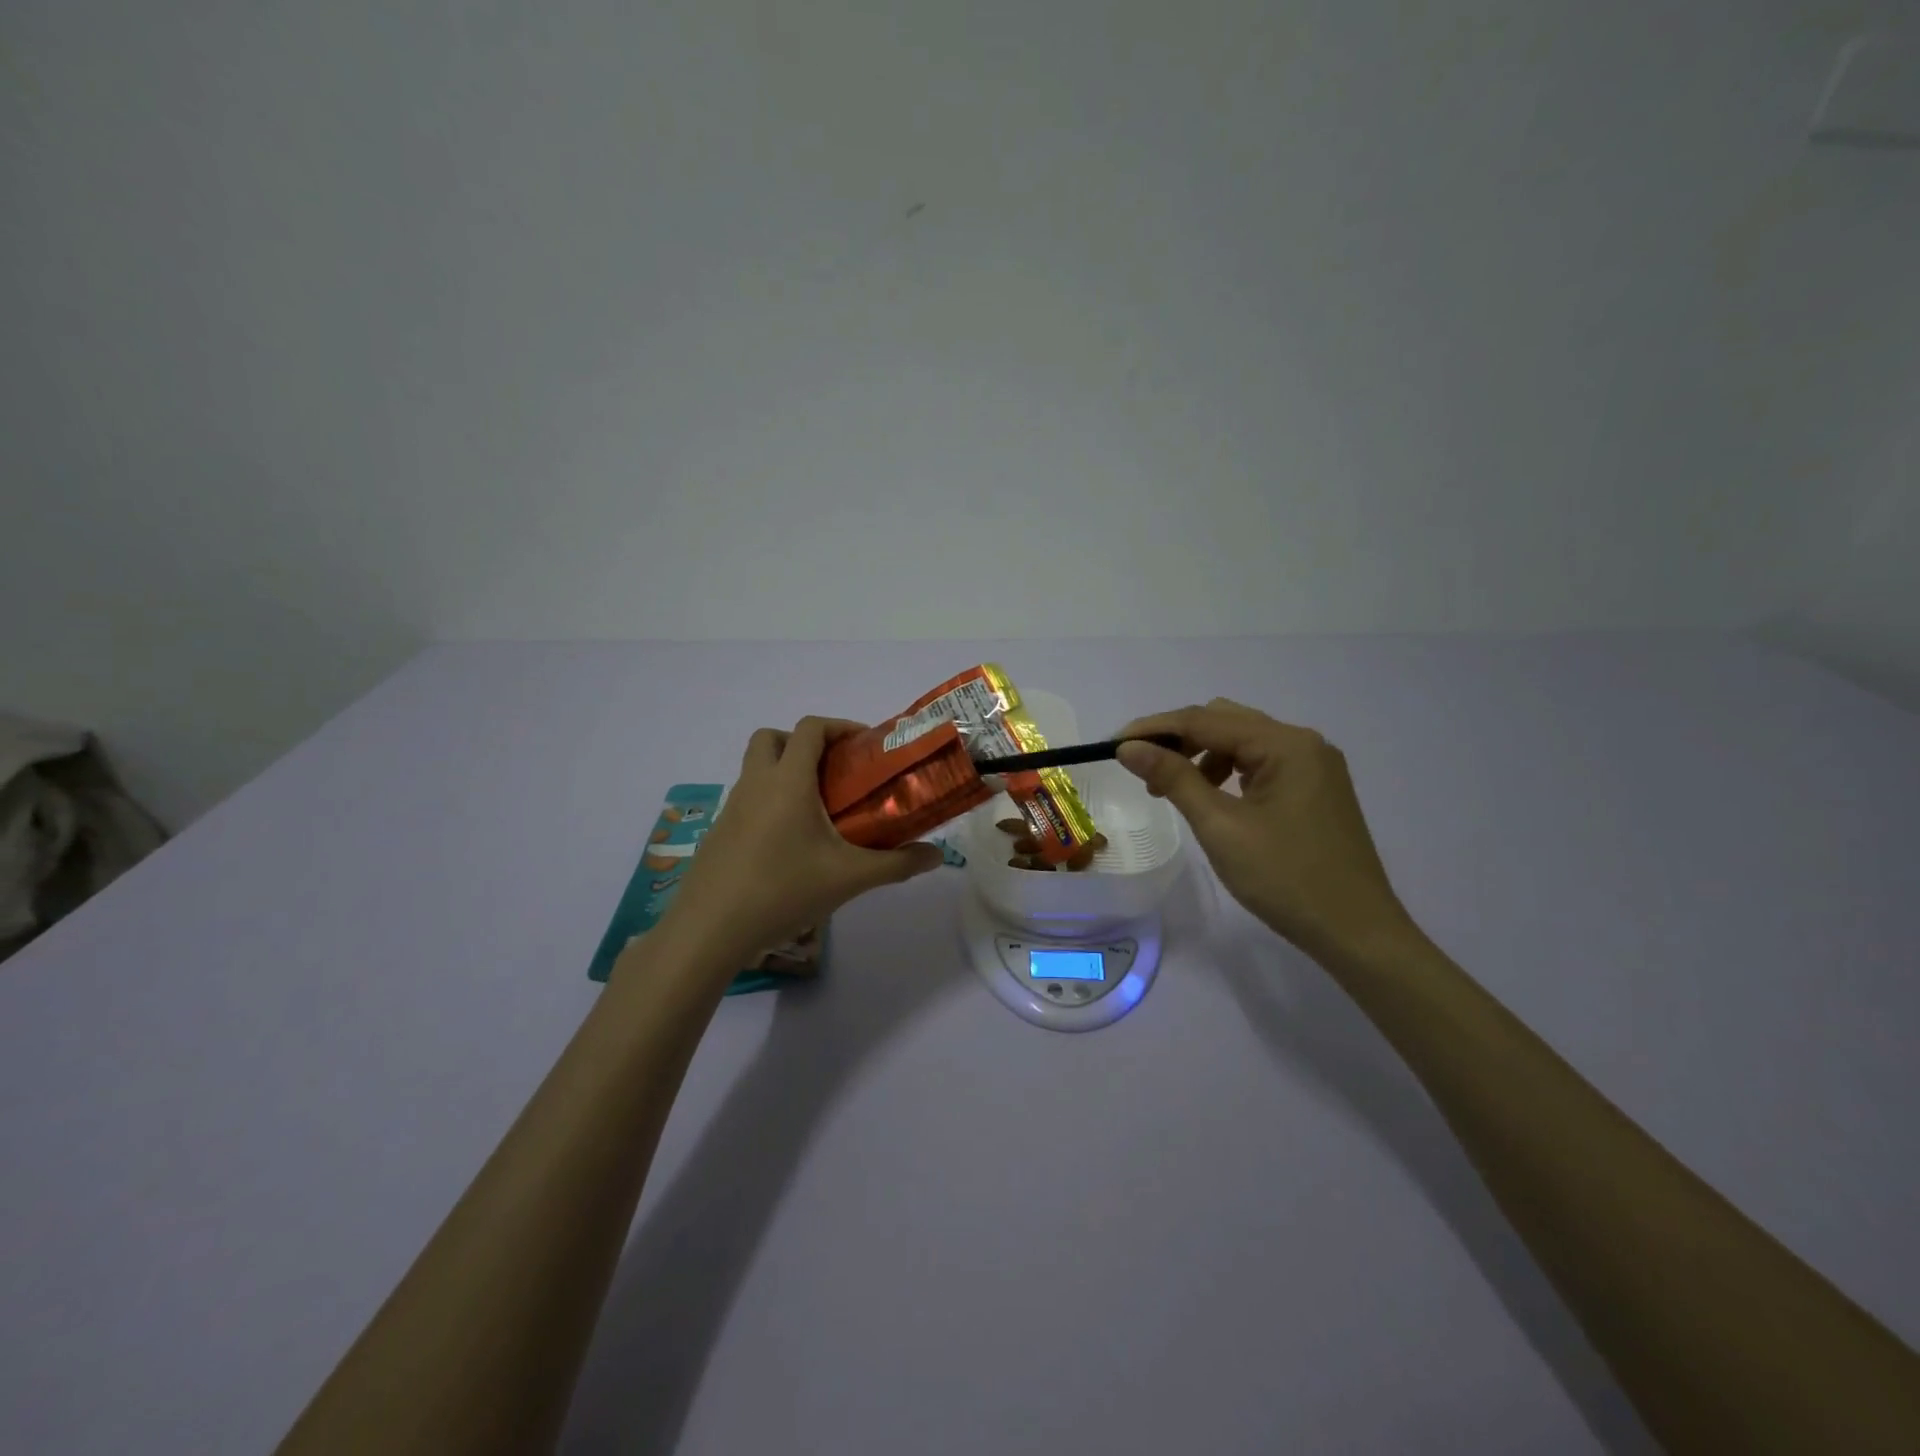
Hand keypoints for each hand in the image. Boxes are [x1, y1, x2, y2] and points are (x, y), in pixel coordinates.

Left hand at [658, 717, 945, 963]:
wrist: (709, 930)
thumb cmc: (783, 891)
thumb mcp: (849, 878)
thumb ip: (897, 864)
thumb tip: (937, 856)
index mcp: (787, 781)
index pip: (810, 728)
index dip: (840, 726)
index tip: (865, 746)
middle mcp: (755, 784)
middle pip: (772, 738)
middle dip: (804, 743)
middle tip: (834, 772)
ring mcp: (731, 808)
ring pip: (756, 769)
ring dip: (785, 773)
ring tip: (818, 811)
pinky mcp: (720, 833)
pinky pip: (747, 800)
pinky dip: (769, 803)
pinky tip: (790, 845)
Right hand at [1116, 699, 1414, 962]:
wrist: (1356, 932)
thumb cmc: (1286, 879)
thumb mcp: (1221, 827)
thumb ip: (1174, 778)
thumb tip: (1130, 748)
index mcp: (1286, 744)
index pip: (1206, 720)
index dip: (1155, 728)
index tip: (1114, 744)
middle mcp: (1303, 743)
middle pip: (1225, 721)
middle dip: (1178, 739)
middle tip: (1141, 767)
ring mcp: (1313, 766)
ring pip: (1242, 742)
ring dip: (1201, 755)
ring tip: (1172, 790)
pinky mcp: (1315, 789)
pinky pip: (1260, 764)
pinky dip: (1227, 772)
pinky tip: (1212, 798)